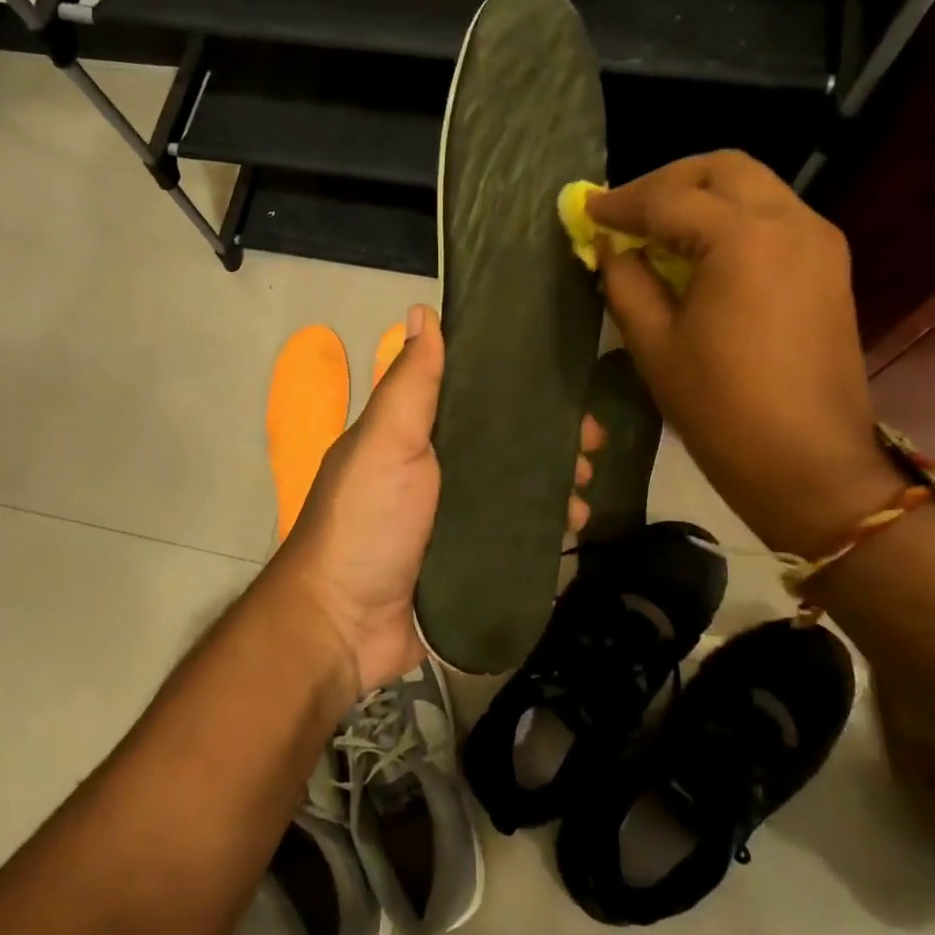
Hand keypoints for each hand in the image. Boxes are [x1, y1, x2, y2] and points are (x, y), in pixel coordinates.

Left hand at [263, 308, 605, 694]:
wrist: (344, 625)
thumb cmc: (366, 520)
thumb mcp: (386, 441)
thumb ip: (410, 383)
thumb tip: (424, 309)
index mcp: (418, 436)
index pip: (480, 399)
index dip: (523, 390)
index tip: (567, 390)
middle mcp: (440, 472)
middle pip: (509, 445)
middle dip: (553, 442)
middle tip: (590, 448)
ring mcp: (457, 519)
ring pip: (521, 490)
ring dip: (558, 485)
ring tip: (585, 492)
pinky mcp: (473, 562)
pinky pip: (519, 537)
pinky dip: (548, 529)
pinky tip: (574, 529)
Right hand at [590, 152, 898, 555]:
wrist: (809, 465)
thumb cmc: (721, 409)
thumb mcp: (655, 345)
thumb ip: (626, 282)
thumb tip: (610, 247)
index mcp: (744, 239)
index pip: (671, 199)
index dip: (621, 204)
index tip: (585, 210)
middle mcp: (791, 222)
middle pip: (723, 169)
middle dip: (667, 182)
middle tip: (626, 212)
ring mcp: (819, 242)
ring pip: (753, 187)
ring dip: (701, 197)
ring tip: (657, 231)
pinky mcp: (829, 267)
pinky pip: (773, 217)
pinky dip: (731, 219)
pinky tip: (699, 253)